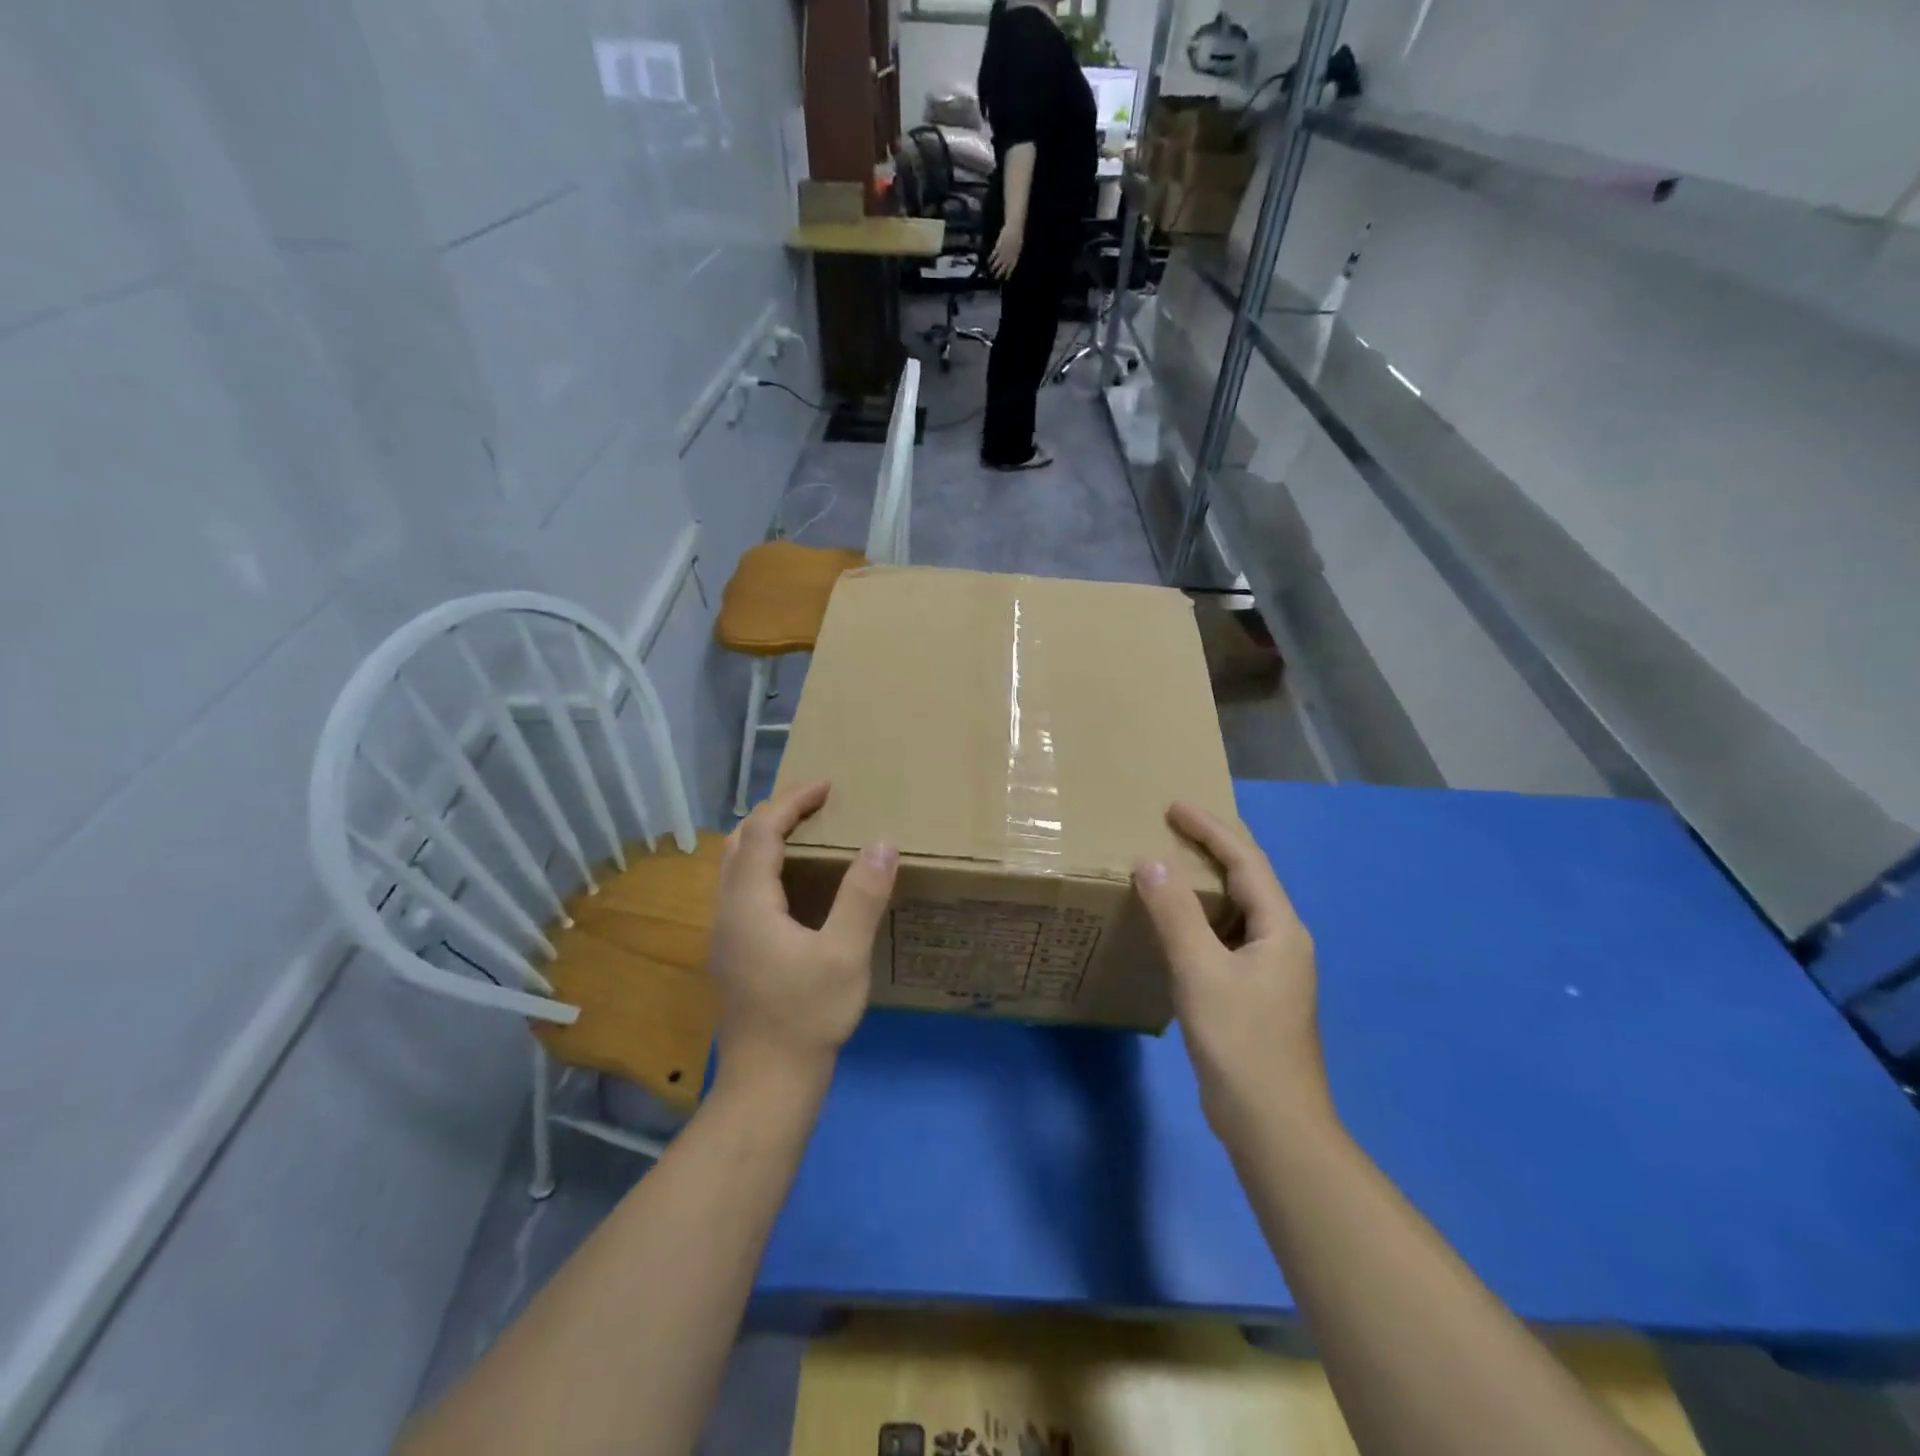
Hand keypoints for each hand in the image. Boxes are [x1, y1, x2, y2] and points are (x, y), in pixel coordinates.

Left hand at [708, 782, 897, 1094]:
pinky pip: (741, 889)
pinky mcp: (732, 953)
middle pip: (740, 842)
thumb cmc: (807, 1016)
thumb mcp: (845, 954)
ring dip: (766, 839)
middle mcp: (727, 911)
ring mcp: (725, 934)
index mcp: (749, 903)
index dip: (792, 801)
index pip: (762, 831)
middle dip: (774, 814)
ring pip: (735, 867)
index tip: (826, 786)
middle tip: (815, 805)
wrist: (768, 1083)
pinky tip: (793, 885)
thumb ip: (862, 895)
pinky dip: (764, 866)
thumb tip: (882, 842)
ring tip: (805, 833)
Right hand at [988, 222, 1024, 279]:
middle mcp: (1008, 257)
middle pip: (1003, 267)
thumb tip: (1012, 259)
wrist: (1013, 229)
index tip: (1006, 278)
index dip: (1008, 273)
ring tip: (991, 271)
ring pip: (997, 262)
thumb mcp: (1018, 246)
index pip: (1011, 267)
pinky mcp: (998, 247)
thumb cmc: (1018, 236)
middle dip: (1000, 273)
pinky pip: (994, 255)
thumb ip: (1015, 254)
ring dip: (994, 267)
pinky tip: (988, 261)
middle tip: (996, 278)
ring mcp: (1002, 252)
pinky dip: (991, 259)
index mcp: (1014, 257)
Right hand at [1133, 801, 1331, 1141]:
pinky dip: (1200, 919)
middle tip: (1171, 827)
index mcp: (1280, 928)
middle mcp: (1282, 941)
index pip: (1246, 861)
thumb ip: (1175, 914)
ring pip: (1236, 910)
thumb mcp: (1201, 971)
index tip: (1174, 806)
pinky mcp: (1254, 993)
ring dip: (1205, 884)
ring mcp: (1271, 970)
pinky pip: (1226, 937)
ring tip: (1169, 866)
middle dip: (1211, 848)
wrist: (1272, 1124)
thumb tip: (1150, 862)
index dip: (1211, 829)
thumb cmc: (1240, 1041)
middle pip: (1248, 879)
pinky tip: (1175, 926)